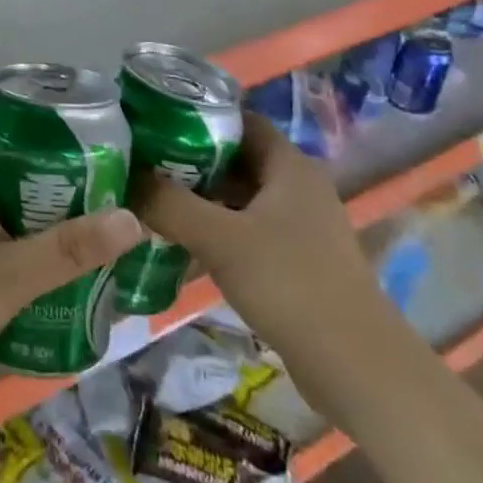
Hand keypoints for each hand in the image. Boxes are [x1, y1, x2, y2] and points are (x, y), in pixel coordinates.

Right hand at [133, 111, 382, 352]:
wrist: (356, 367)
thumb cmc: (290, 284)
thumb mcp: (219, 238)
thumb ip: (168, 203)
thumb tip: (126, 177)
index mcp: (289, 166)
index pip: (238, 119)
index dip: (196, 115)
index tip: (152, 123)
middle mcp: (297, 187)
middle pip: (235, 158)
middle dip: (188, 159)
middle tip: (140, 163)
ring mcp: (299, 226)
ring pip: (238, 197)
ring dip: (198, 197)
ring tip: (149, 199)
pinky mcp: (295, 260)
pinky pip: (245, 229)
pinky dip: (213, 229)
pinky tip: (179, 241)